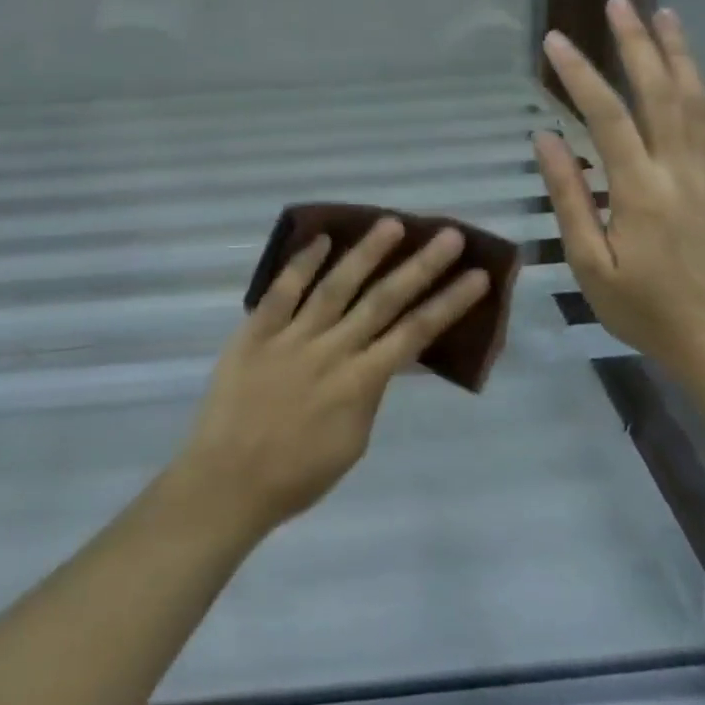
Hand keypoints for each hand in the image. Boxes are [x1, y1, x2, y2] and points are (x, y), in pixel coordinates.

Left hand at [171, 220, 489, 539]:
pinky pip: (283, 290)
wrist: (228, 481)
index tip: (476, 276)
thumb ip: (370, 393)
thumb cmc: (296, 474)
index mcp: (361, 383)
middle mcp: (333, 350)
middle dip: (421, 267)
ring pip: (336, 285)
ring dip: (367, 253)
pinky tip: (322, 238)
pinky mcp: (257, 330)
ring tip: (392, 223)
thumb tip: (385, 357)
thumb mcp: (352, 442)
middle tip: (449, 236)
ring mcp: (293, 336)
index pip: (415, 333)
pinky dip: (303, 263)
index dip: (448, 303)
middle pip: (384, 300)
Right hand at [534, 0, 704, 371]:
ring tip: (664, 13)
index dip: (579, 75)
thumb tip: (546, 138)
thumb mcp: (589, 263)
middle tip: (618, 4)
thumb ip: (569, 197)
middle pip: (658, 94)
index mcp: (639, 191)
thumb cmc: (641, 307)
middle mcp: (678, 171)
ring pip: (695, 101)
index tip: (554, 41)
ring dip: (678, 54)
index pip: (606, 118)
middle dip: (636, 44)